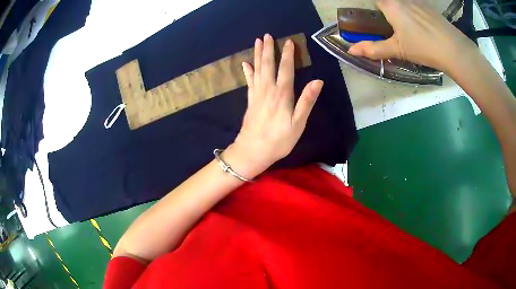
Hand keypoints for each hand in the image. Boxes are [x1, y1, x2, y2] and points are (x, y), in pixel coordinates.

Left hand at [225, 34, 323, 177]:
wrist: (252, 151)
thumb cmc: (279, 140)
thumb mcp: (298, 124)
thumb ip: (306, 101)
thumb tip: (318, 81)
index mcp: (282, 94)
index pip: (286, 68)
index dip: (288, 54)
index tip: (289, 41)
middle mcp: (268, 89)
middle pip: (267, 64)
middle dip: (268, 49)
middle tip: (266, 35)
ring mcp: (257, 94)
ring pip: (257, 69)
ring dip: (257, 54)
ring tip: (257, 42)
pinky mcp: (250, 100)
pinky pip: (249, 81)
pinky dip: (248, 71)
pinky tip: (245, 63)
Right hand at [348, 0, 476, 71]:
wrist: (453, 49)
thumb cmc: (423, 48)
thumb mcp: (398, 50)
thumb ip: (374, 49)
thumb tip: (351, 50)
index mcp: (390, 5)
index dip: (372, 7)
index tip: (376, 17)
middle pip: (388, 0)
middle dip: (387, 9)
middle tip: (391, 24)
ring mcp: (416, 0)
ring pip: (402, 1)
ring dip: (400, 9)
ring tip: (408, 27)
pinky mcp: (428, 5)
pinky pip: (414, 3)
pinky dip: (412, 9)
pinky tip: (420, 23)